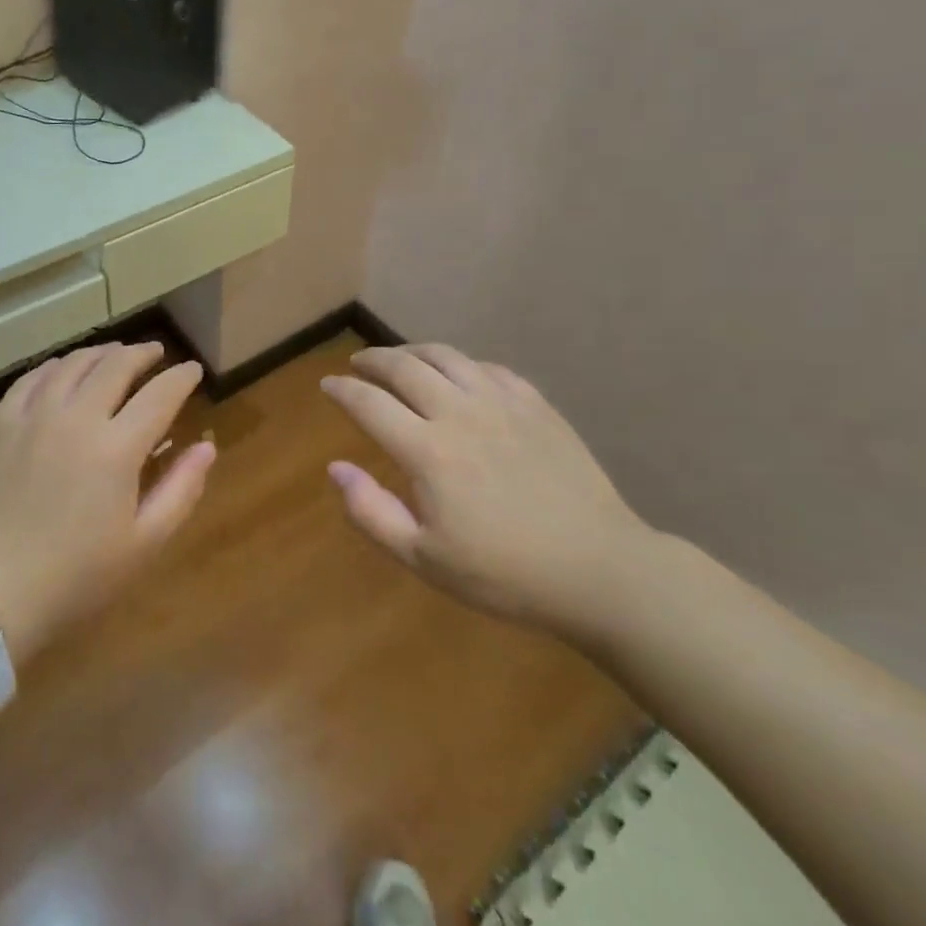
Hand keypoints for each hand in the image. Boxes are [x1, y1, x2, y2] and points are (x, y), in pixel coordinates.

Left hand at [0, 341, 214, 663]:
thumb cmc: (77, 577)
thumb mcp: (144, 543)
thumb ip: (181, 489)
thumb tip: (206, 446)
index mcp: (117, 448)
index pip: (160, 394)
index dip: (181, 377)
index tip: (193, 370)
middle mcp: (77, 417)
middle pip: (116, 366)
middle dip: (143, 354)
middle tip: (157, 353)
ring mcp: (34, 416)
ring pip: (74, 363)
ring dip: (102, 353)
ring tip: (116, 354)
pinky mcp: (2, 424)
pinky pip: (32, 378)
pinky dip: (56, 366)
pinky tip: (64, 368)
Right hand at [320, 344, 656, 636]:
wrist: (599, 569)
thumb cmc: (505, 574)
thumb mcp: (425, 559)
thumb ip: (372, 512)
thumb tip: (335, 468)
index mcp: (428, 450)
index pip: (369, 403)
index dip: (342, 390)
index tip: (327, 385)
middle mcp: (459, 412)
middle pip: (404, 367)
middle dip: (373, 361)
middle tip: (358, 364)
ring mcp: (502, 403)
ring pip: (446, 356)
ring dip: (413, 352)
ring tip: (400, 358)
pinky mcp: (536, 405)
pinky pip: (488, 367)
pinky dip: (461, 364)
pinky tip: (459, 375)